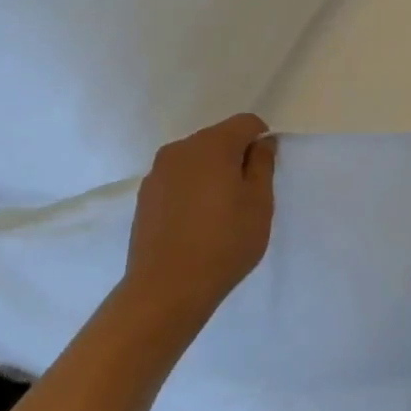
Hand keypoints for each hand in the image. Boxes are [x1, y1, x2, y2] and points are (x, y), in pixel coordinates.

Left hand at [125, 114, 277, 319]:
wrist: (167, 287)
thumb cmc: (224, 242)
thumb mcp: (259, 203)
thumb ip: (262, 164)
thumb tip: (261, 142)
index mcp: (212, 144)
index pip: (246, 123)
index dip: (262, 141)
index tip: (265, 173)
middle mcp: (180, 149)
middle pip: (218, 138)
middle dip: (235, 157)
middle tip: (246, 197)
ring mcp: (157, 172)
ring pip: (196, 160)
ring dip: (212, 174)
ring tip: (219, 213)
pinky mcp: (145, 196)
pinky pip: (177, 180)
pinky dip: (191, 190)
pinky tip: (196, 223)